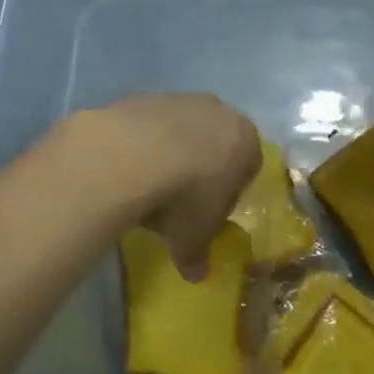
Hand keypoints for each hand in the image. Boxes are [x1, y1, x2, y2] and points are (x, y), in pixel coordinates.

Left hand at [79, 95, 258, 279]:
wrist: (129, 155)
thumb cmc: (182, 197)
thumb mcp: (193, 235)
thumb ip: (198, 253)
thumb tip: (196, 276)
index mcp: (245, 140)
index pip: (248, 165)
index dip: (229, 192)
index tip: (209, 212)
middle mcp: (218, 111)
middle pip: (216, 141)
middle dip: (202, 167)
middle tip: (181, 199)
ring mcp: (178, 99)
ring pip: (181, 129)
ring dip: (170, 152)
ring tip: (148, 185)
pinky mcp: (141, 97)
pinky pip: (147, 125)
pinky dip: (140, 144)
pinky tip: (125, 169)